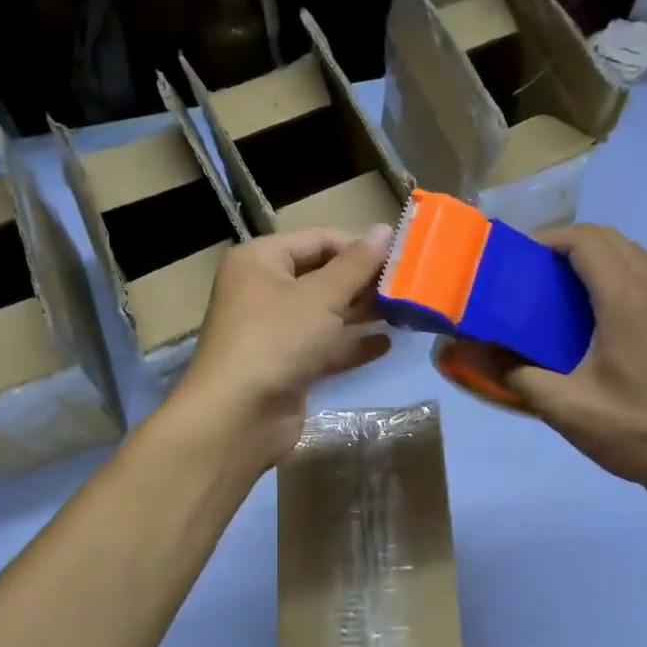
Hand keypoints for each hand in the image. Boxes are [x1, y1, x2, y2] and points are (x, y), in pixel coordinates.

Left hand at [169, 225, 393, 467]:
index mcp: (260, 260)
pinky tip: (385, 344)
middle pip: (321, 276)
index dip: (358, 246)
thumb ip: (356, 264)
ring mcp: (272, 330)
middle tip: (408, 286)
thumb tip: (384, 229)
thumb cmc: (276, 340)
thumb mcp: (321, 296)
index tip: (401, 258)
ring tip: (405, 313)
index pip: (318, 240)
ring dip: (360, 313)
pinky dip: (349, 344)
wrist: (238, 417)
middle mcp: (262, 290)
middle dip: (362, 282)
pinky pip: (322, 346)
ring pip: (323, 313)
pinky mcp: (284, 365)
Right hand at [477, 226, 646, 501]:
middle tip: (530, 274)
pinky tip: (589, 319)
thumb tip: (468, 350)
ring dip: (592, 259)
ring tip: (556, 292)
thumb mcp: (564, 407)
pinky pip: (643, 279)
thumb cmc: (636, 430)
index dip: (548, 239)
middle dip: (566, 244)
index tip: (515, 260)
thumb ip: (513, 373)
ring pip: (631, 256)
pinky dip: (612, 278)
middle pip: (610, 239)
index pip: (587, 240)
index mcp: (628, 301)